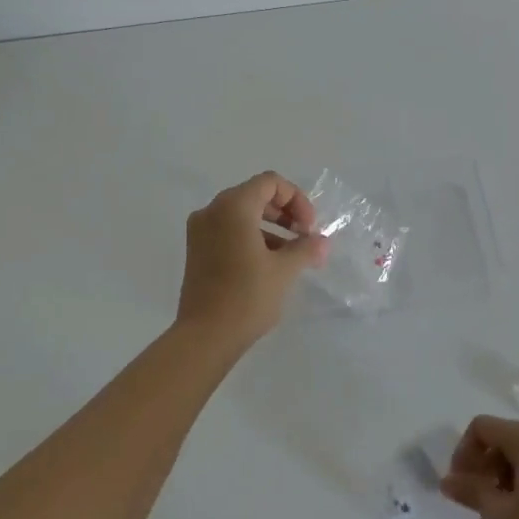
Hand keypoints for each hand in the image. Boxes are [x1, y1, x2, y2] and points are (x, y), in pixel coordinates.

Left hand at [176, 172, 328, 346]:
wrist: (205, 336)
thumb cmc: (247, 296)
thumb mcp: (284, 270)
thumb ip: (305, 249)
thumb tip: (322, 242)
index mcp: (233, 207)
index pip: (270, 183)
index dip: (296, 200)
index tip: (309, 228)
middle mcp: (212, 211)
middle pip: (255, 195)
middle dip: (285, 213)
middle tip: (304, 237)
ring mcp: (200, 231)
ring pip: (242, 214)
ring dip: (270, 227)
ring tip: (291, 255)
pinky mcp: (196, 250)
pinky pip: (228, 231)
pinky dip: (251, 237)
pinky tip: (269, 264)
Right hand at [440, 416, 518, 518]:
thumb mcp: (500, 515)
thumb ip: (471, 491)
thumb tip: (447, 481)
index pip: (483, 428)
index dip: (464, 452)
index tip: (460, 485)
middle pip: (505, 439)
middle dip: (484, 467)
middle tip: (476, 504)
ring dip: (503, 478)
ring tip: (498, 516)